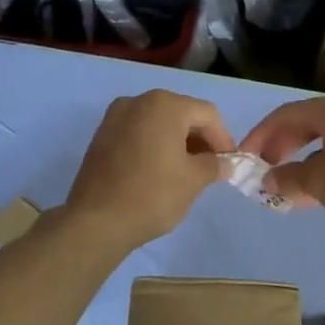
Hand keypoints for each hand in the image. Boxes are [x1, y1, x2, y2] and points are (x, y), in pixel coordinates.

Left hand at [64, 90, 234, 250]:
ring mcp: (115, 117)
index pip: (207, 114)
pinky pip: (138, 133)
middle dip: (200, 139)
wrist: (96, 222)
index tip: (229, 163)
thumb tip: (225, 163)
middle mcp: (138, 101)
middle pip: (182, 113)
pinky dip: (154, 145)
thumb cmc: (152, 195)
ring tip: (187, 171)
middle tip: (210, 167)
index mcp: (164, 105)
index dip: (223, 138)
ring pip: (158, 123)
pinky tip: (159, 170)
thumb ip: (214, 165)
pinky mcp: (101, 135)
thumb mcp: (193, 180)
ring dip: (177, 142)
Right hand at [239, 95, 324, 243]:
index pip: (287, 114)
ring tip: (287, 186)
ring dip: (302, 160)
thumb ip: (288, 178)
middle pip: (308, 124)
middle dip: (282, 146)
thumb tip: (268, 180)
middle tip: (265, 169)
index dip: (261, 134)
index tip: (244, 156)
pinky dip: (324, 167)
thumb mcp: (318, 183)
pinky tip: (316, 192)